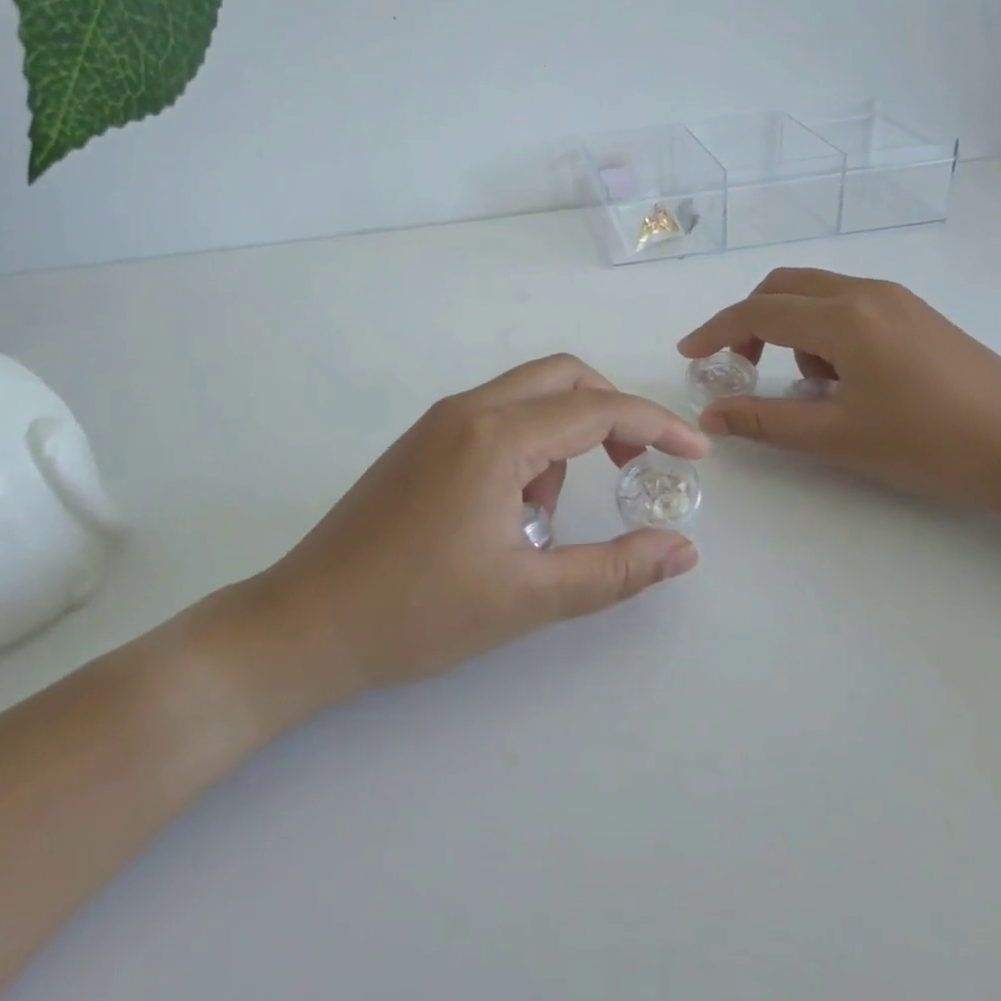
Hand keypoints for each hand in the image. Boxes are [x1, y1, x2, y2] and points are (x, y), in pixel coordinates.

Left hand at [233, 355, 708, 711]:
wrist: (306, 623)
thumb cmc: (417, 612)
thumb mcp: (527, 597)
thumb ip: (614, 571)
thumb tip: (683, 550)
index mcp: (496, 436)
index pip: (597, 408)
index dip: (655, 425)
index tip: (694, 453)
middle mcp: (468, 410)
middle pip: (562, 377)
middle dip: (612, 413)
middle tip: (636, 467)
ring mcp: (438, 422)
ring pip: (527, 397)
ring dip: (562, 437)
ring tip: (545, 520)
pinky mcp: (421, 442)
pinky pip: (495, 418)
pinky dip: (526, 447)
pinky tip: (509, 514)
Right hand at [679, 270, 1000, 528]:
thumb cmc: (929, 445)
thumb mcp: (837, 438)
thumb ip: (765, 420)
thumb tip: (710, 414)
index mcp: (844, 317)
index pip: (758, 311)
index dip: (716, 331)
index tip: (689, 354)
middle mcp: (867, 292)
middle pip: (783, 287)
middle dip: (750, 321)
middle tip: (739, 365)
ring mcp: (897, 299)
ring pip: (817, 294)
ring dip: (791, 328)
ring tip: (809, 386)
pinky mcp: (917, 314)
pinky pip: (849, 305)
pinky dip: (825, 331)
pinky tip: (845, 379)